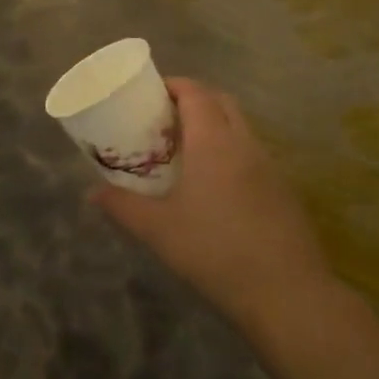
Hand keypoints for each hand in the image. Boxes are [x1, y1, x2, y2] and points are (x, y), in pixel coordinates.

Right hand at [94, 79, 333, 327]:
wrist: (286, 293)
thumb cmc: (215, 250)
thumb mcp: (158, 230)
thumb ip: (122, 206)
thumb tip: (92, 193)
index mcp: (213, 140)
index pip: (195, 92)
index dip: (173, 85)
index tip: (150, 93)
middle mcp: (244, 142)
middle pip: (221, 101)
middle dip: (194, 99)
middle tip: (166, 118)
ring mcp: (269, 166)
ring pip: (240, 127)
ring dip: (215, 124)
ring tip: (187, 149)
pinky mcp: (283, 190)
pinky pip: (253, 153)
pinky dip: (232, 151)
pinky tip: (216, 185)